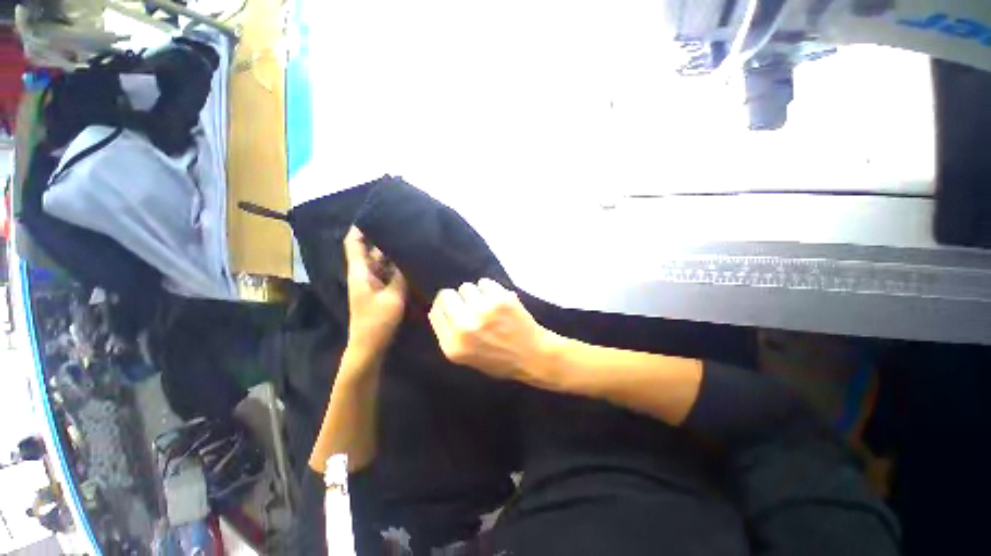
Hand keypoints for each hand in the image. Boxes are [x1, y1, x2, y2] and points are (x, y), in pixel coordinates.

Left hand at [344, 227, 406, 355]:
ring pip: (381, 261)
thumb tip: (406, 255)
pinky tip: (411, 260)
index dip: (361, 227)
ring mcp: (373, 282)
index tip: (375, 213)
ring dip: (392, 252)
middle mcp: (365, 273)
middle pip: (370, 249)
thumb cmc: (377, 321)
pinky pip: (389, 272)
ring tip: (410, 239)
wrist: (370, 346)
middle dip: (383, 237)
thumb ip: (400, 275)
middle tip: (402, 225)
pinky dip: (397, 266)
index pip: (354, 243)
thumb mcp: (393, 296)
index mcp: (360, 271)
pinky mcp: (381, 290)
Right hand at [428, 279, 557, 387]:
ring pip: (467, 287)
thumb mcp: (468, 358)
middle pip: (447, 296)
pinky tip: (499, 300)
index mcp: (453, 345)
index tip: (452, 307)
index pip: (435, 313)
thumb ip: (452, 335)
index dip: (444, 307)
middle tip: (469, 303)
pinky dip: (491, 289)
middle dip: (457, 298)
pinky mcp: (500, 299)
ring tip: (487, 305)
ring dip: (476, 294)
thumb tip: (441, 309)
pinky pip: (485, 282)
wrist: (533, 357)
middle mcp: (464, 327)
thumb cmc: (500, 361)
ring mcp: (483, 311)